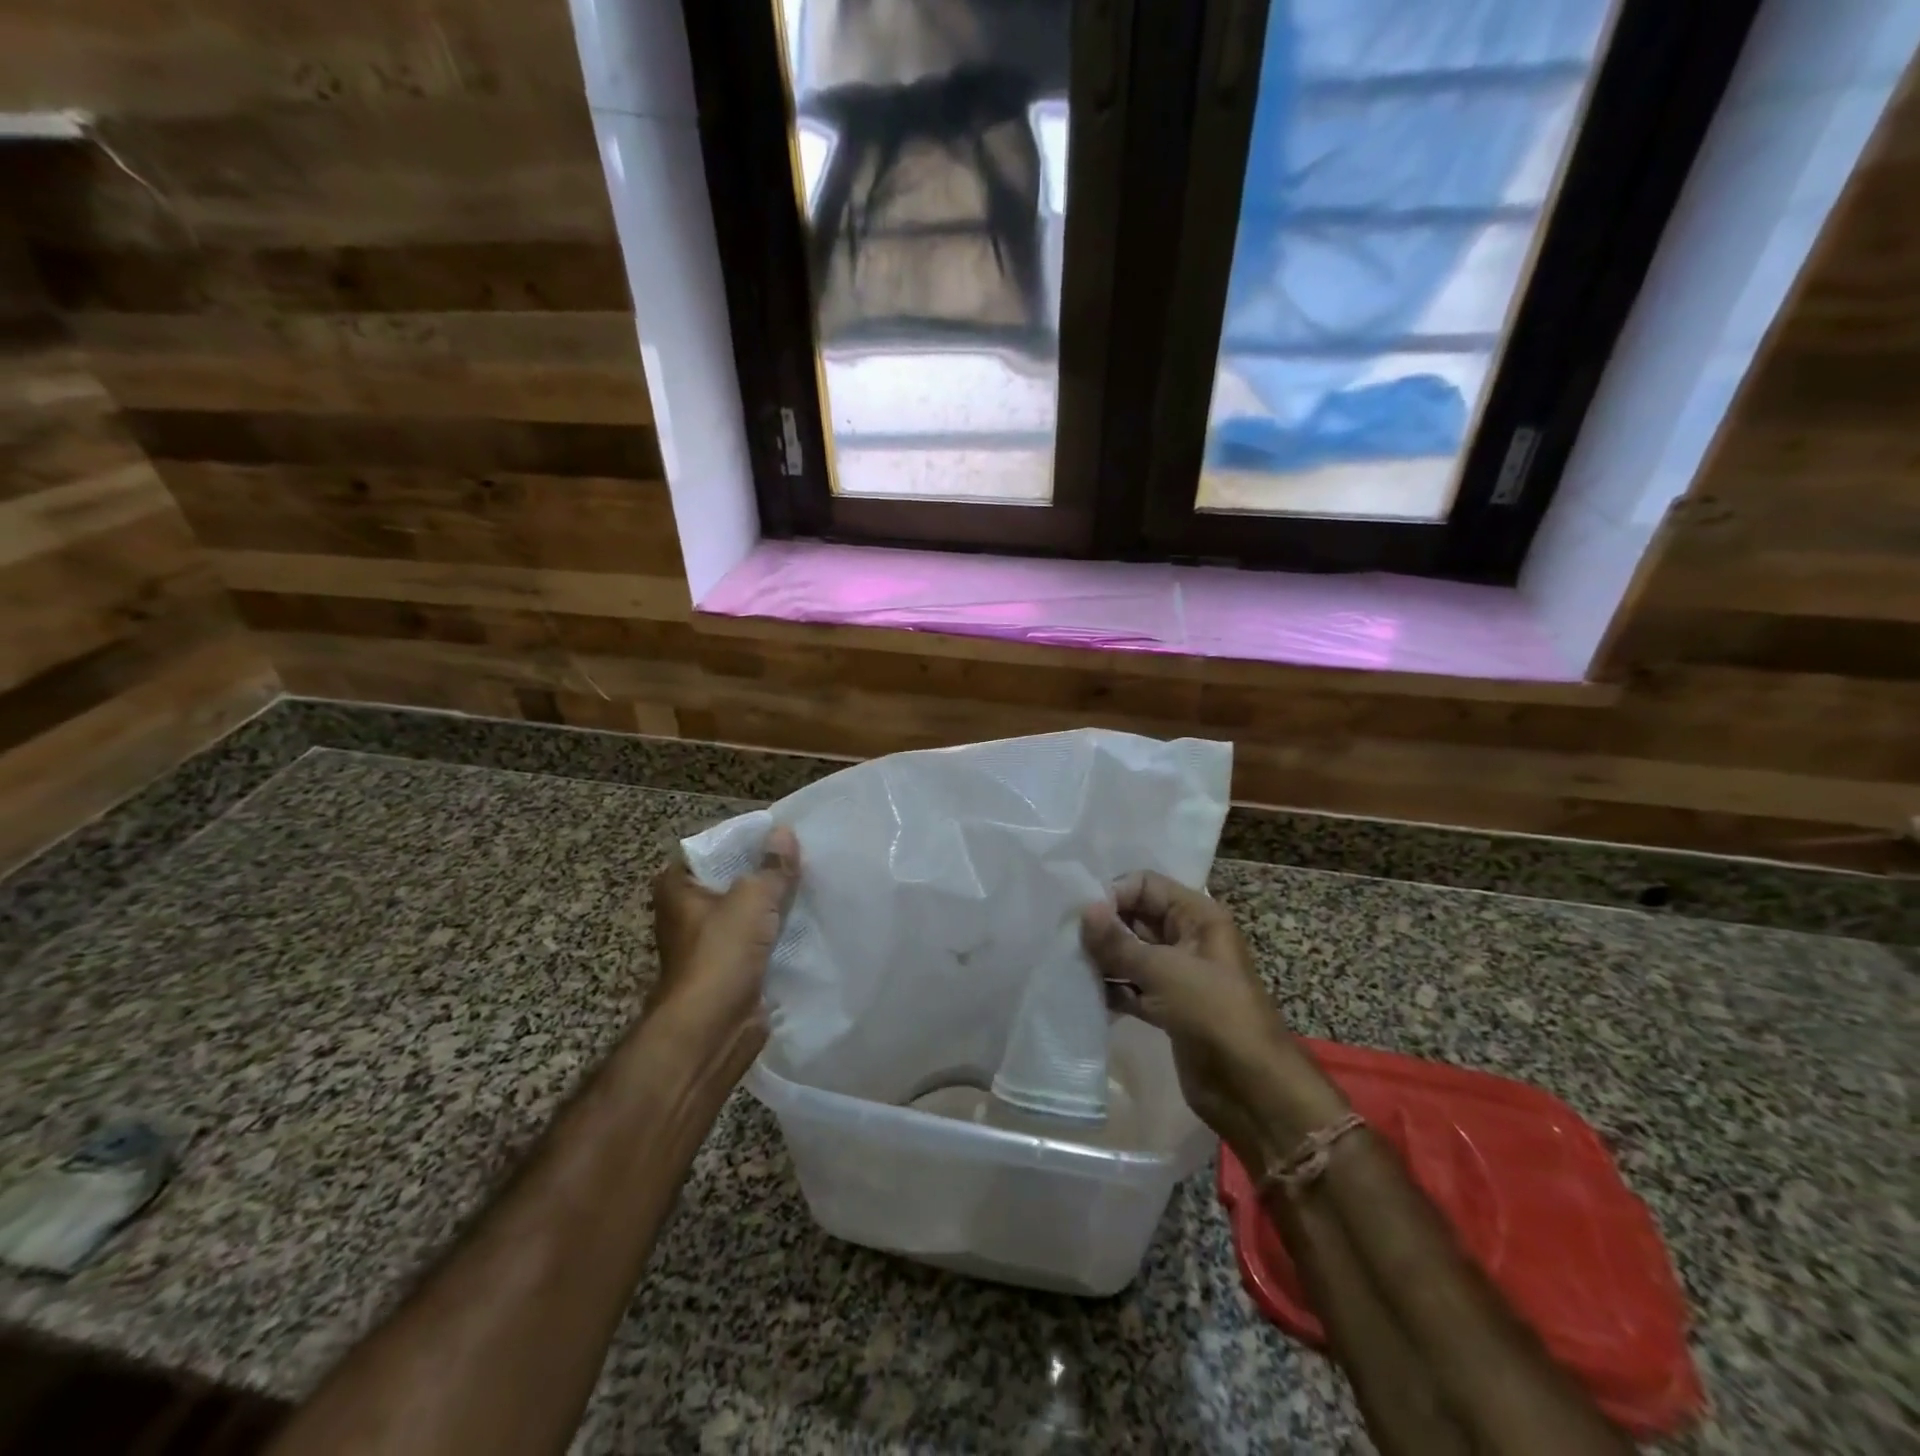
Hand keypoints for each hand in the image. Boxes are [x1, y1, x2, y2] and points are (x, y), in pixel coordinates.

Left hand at [646, 826, 800, 1080]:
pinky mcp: (731, 969)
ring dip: (774, 904)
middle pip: (733, 880)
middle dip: (765, 872)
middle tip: (804, 856)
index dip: (743, 840)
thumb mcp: (753, 898)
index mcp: (678, 888)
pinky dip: (778, 933)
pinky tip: (808, 920)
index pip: (711, 849)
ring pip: (748, 912)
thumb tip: (784, 832)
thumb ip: (772, 866)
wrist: (712, 1029)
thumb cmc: (720, 953)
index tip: (779, 833)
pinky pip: (759, 940)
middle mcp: (688, 912)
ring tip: (812, 884)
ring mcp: (710, 943)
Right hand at [1081, 872, 1346, 1166]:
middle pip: (1136, 918)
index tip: (1080, 915)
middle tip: (1064, 938)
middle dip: (1103, 927)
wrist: (1252, 1089)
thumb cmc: (1215, 1014)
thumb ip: (1119, 942)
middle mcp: (1187, 939)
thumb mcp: (1165, 971)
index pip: (1146, 885)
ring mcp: (1177, 975)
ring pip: (1131, 954)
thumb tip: (1084, 909)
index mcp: (1198, 917)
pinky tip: (1081, 993)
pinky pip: (1131, 987)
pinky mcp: (1167, 1008)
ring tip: (1067, 964)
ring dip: (1103, 959)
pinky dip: (1111, 989)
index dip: (1113, 894)